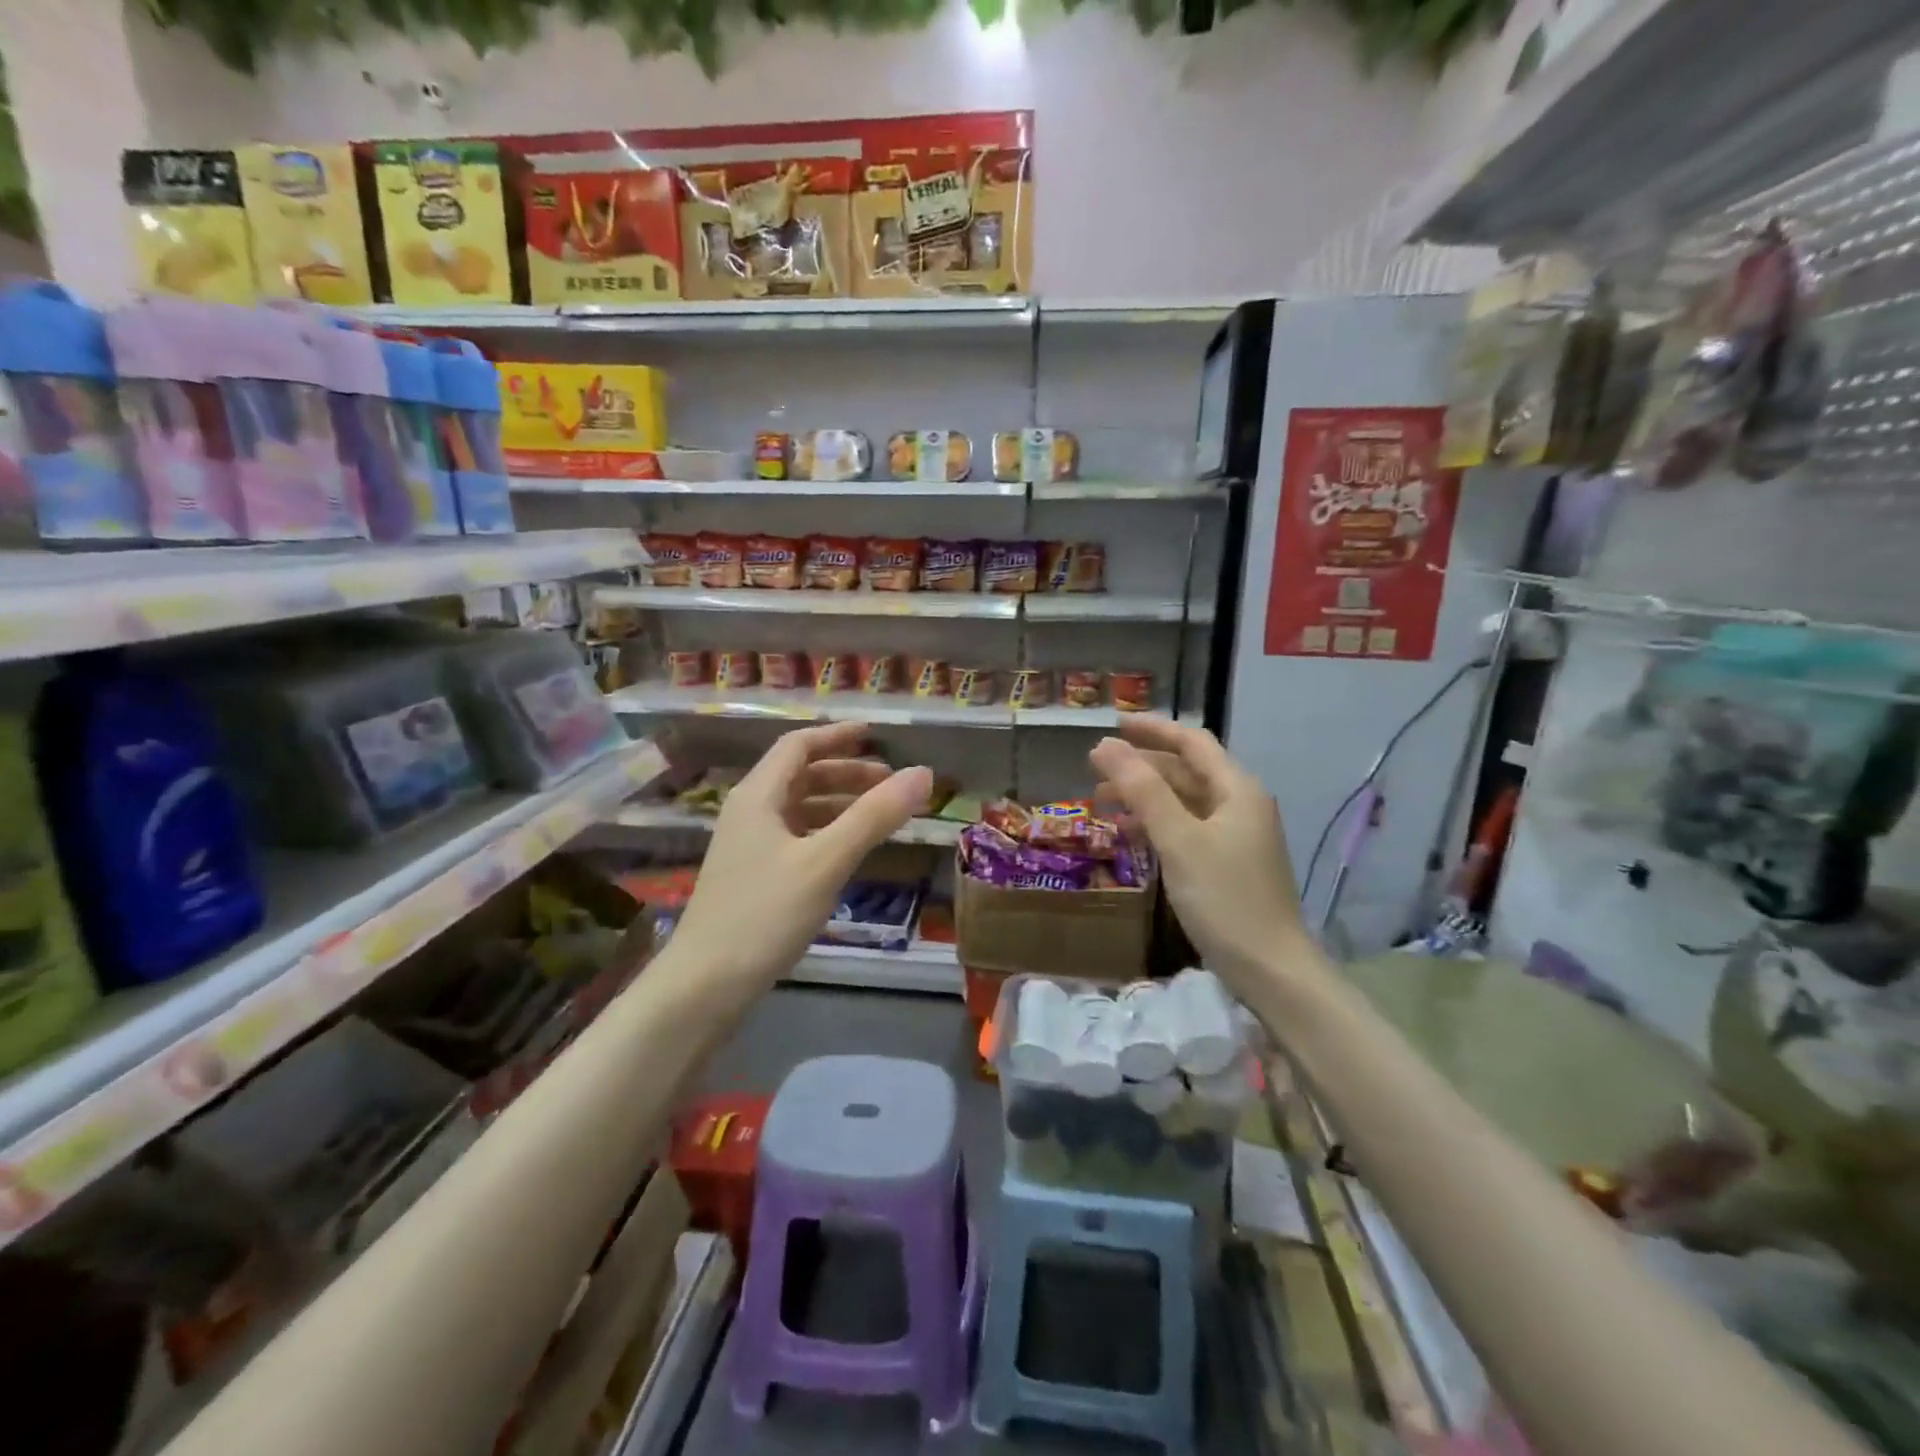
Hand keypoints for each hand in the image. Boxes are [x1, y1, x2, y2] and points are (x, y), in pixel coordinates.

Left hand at [667, 723, 932, 1001]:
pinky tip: (849, 852)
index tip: (875, 736)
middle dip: (846, 773)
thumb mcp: (825, 861)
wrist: (704, 986)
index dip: (837, 736)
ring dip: (838, 804)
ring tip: (879, 815)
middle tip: (890, 783)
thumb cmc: (764, 915)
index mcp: (758, 796)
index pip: (798, 746)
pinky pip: (796, 838)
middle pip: (800, 776)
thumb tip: (923, 774)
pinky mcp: (752, 877)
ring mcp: (748, 847)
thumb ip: (874, 816)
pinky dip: (826, 833)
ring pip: (799, 809)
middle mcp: (749, 813)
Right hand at [1089, 717, 1306, 993]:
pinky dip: (1156, 824)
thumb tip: (1105, 746)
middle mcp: (1239, 804)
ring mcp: (1235, 835)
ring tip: (1102, 803)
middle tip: (1095, 770)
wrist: (1271, 969)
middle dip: (1141, 767)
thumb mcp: (1179, 840)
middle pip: (1186, 771)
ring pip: (1183, 801)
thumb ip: (1143, 790)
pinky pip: (1186, 828)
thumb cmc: (1225, 899)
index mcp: (1237, 789)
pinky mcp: (1227, 863)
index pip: (1192, 742)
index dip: (1152, 730)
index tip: (1112, 725)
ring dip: (1144, 796)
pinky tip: (1130, 834)